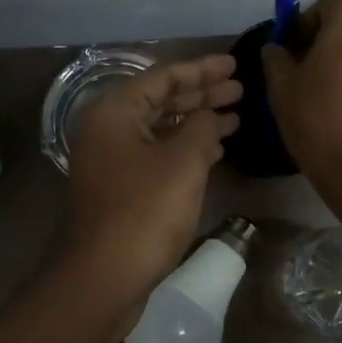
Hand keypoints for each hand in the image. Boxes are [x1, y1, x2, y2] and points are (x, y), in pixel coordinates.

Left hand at [64, 55, 241, 300]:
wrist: (102, 277)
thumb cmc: (144, 212)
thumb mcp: (183, 162)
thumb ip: (202, 127)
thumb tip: (210, 115)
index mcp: (114, 112)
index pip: (163, 76)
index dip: (202, 69)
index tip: (235, 65)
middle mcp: (107, 129)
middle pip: (160, 101)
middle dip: (202, 94)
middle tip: (240, 90)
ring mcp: (111, 160)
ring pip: (160, 129)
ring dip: (196, 122)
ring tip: (236, 117)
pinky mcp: (119, 187)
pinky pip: (156, 154)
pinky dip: (185, 148)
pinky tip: (214, 150)